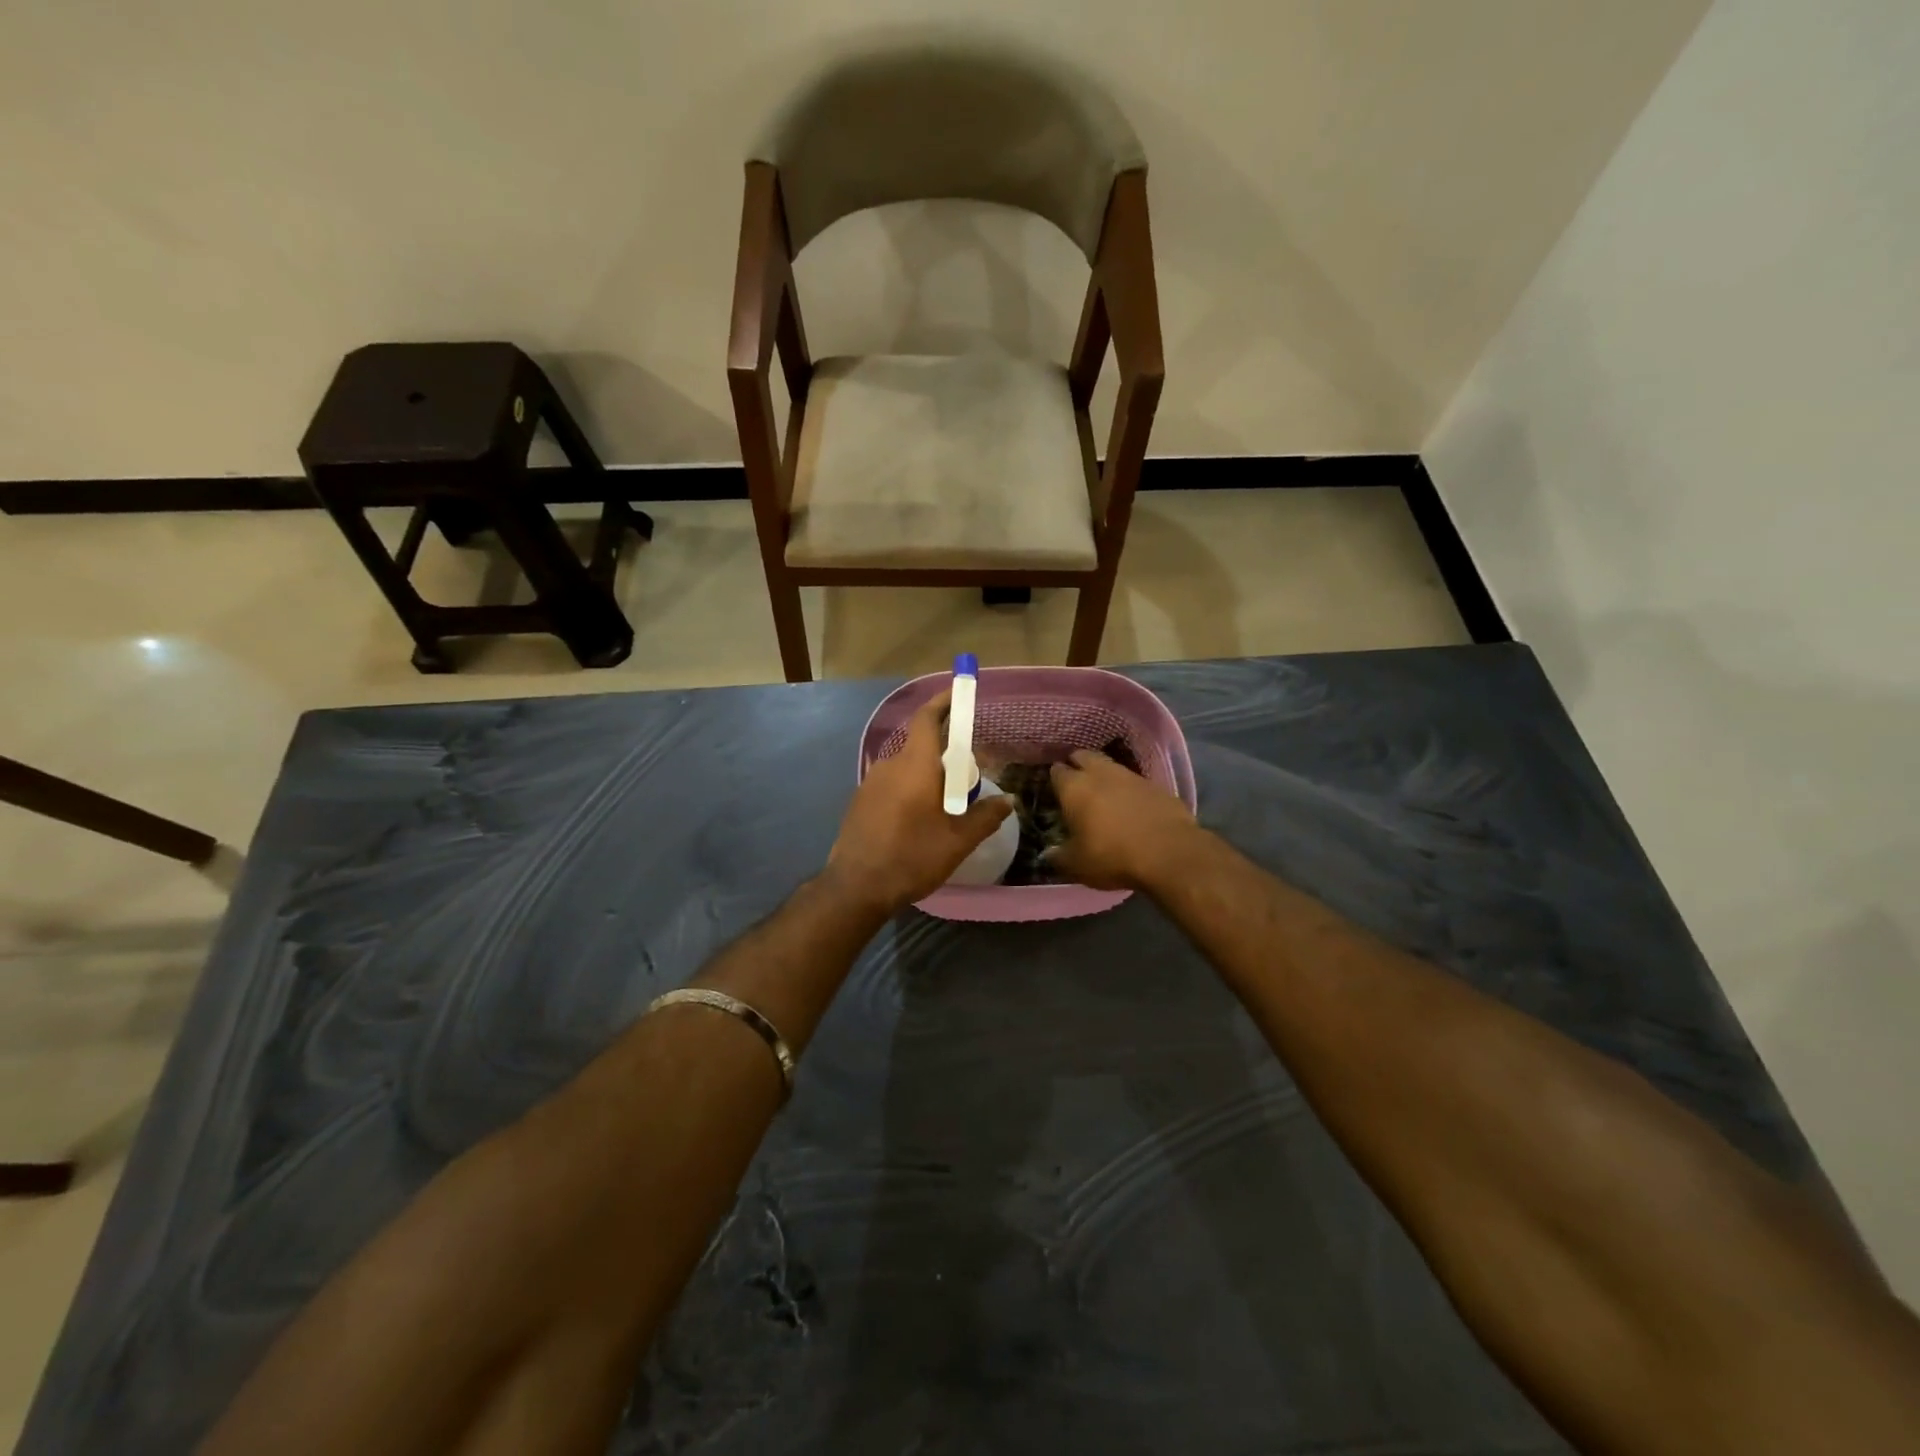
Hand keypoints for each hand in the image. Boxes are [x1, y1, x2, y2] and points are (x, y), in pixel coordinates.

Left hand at [827, 690, 1013, 912]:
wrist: (856, 887)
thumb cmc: (911, 857)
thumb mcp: (958, 841)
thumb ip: (985, 817)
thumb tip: (1006, 801)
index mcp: (915, 765)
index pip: (927, 719)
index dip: (943, 702)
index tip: (958, 692)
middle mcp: (890, 765)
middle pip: (921, 747)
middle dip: (945, 756)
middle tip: (967, 781)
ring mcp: (870, 782)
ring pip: (907, 768)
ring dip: (927, 777)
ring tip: (946, 806)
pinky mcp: (860, 801)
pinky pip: (892, 784)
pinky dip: (910, 791)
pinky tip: (918, 820)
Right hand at [1047, 749, 1200, 890]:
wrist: (1169, 853)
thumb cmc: (1112, 856)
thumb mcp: (1077, 865)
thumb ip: (1058, 857)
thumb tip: (1048, 855)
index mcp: (1074, 788)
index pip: (1057, 771)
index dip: (1054, 778)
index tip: (1054, 789)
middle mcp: (1100, 773)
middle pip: (1083, 756)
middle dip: (1077, 764)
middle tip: (1076, 782)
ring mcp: (1131, 776)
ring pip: (1110, 765)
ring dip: (1103, 774)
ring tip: (1102, 791)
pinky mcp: (1156, 785)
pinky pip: (1134, 781)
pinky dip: (1128, 788)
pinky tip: (1130, 804)